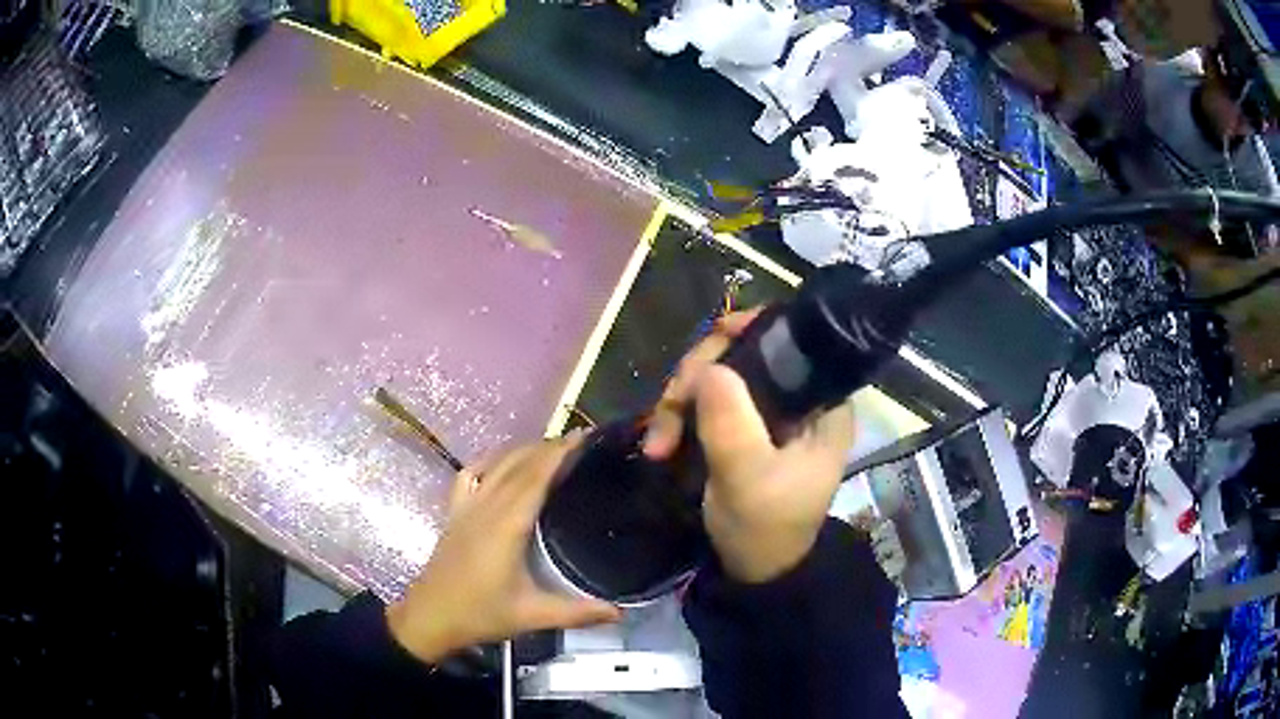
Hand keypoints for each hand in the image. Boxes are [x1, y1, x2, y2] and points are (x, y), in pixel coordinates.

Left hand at [386, 436, 621, 662]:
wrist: (430, 616)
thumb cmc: (480, 614)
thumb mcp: (531, 615)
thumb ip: (577, 612)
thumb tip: (621, 613)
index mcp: (506, 525)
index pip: (535, 476)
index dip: (559, 452)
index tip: (584, 436)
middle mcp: (486, 506)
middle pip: (518, 464)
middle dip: (548, 447)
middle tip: (580, 441)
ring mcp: (467, 506)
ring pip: (496, 464)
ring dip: (523, 450)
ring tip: (551, 449)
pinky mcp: (455, 512)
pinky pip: (471, 473)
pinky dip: (490, 460)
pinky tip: (502, 462)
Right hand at [644, 309, 855, 583]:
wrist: (752, 572)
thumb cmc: (765, 529)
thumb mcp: (748, 480)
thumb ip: (732, 425)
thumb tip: (709, 367)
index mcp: (823, 403)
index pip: (795, 342)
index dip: (753, 329)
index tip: (715, 336)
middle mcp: (798, 398)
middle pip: (745, 354)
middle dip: (699, 376)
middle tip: (668, 408)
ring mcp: (767, 413)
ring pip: (716, 377)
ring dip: (678, 403)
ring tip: (657, 445)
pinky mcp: (741, 428)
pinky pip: (704, 402)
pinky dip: (678, 418)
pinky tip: (660, 446)